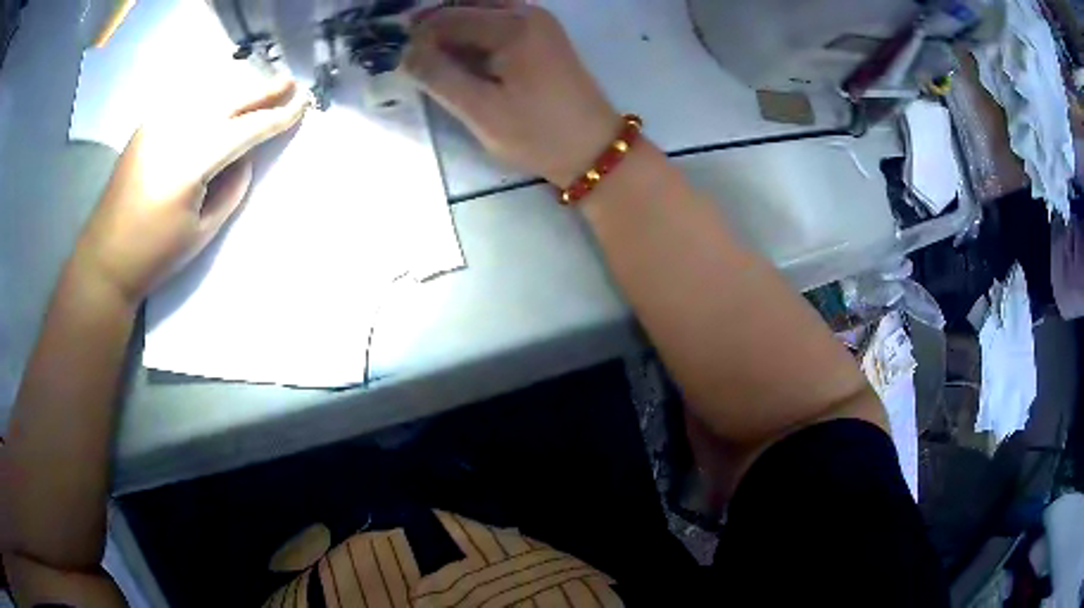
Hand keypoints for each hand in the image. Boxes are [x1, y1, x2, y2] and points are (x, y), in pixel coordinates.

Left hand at [75, 78, 309, 303]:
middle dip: (262, 91)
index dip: (276, 117)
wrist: (105, 258)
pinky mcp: (147, 126)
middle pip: (229, 101)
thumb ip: (231, 189)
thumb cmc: (155, 254)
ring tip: (261, 90)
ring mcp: (159, 124)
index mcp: (192, 162)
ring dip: (238, 92)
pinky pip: (187, 101)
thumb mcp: (202, 231)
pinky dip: (210, 98)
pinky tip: (221, 101)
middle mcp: (177, 131)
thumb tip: (246, 158)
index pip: (245, 129)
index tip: (303, 106)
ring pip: (209, 95)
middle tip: (290, 82)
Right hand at [405, 3, 619, 185]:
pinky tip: (460, 58)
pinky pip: (498, 23)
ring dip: (453, 30)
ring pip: (481, 12)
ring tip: (431, 59)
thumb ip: (438, 76)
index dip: (417, 35)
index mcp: (513, 25)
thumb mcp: (481, 110)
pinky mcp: (543, 37)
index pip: (448, 17)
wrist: (595, 151)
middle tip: (411, 55)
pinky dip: (473, 35)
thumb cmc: (538, 133)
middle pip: (465, 6)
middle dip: (434, 26)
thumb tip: (404, 52)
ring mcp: (539, 22)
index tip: (396, 58)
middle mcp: (527, 12)